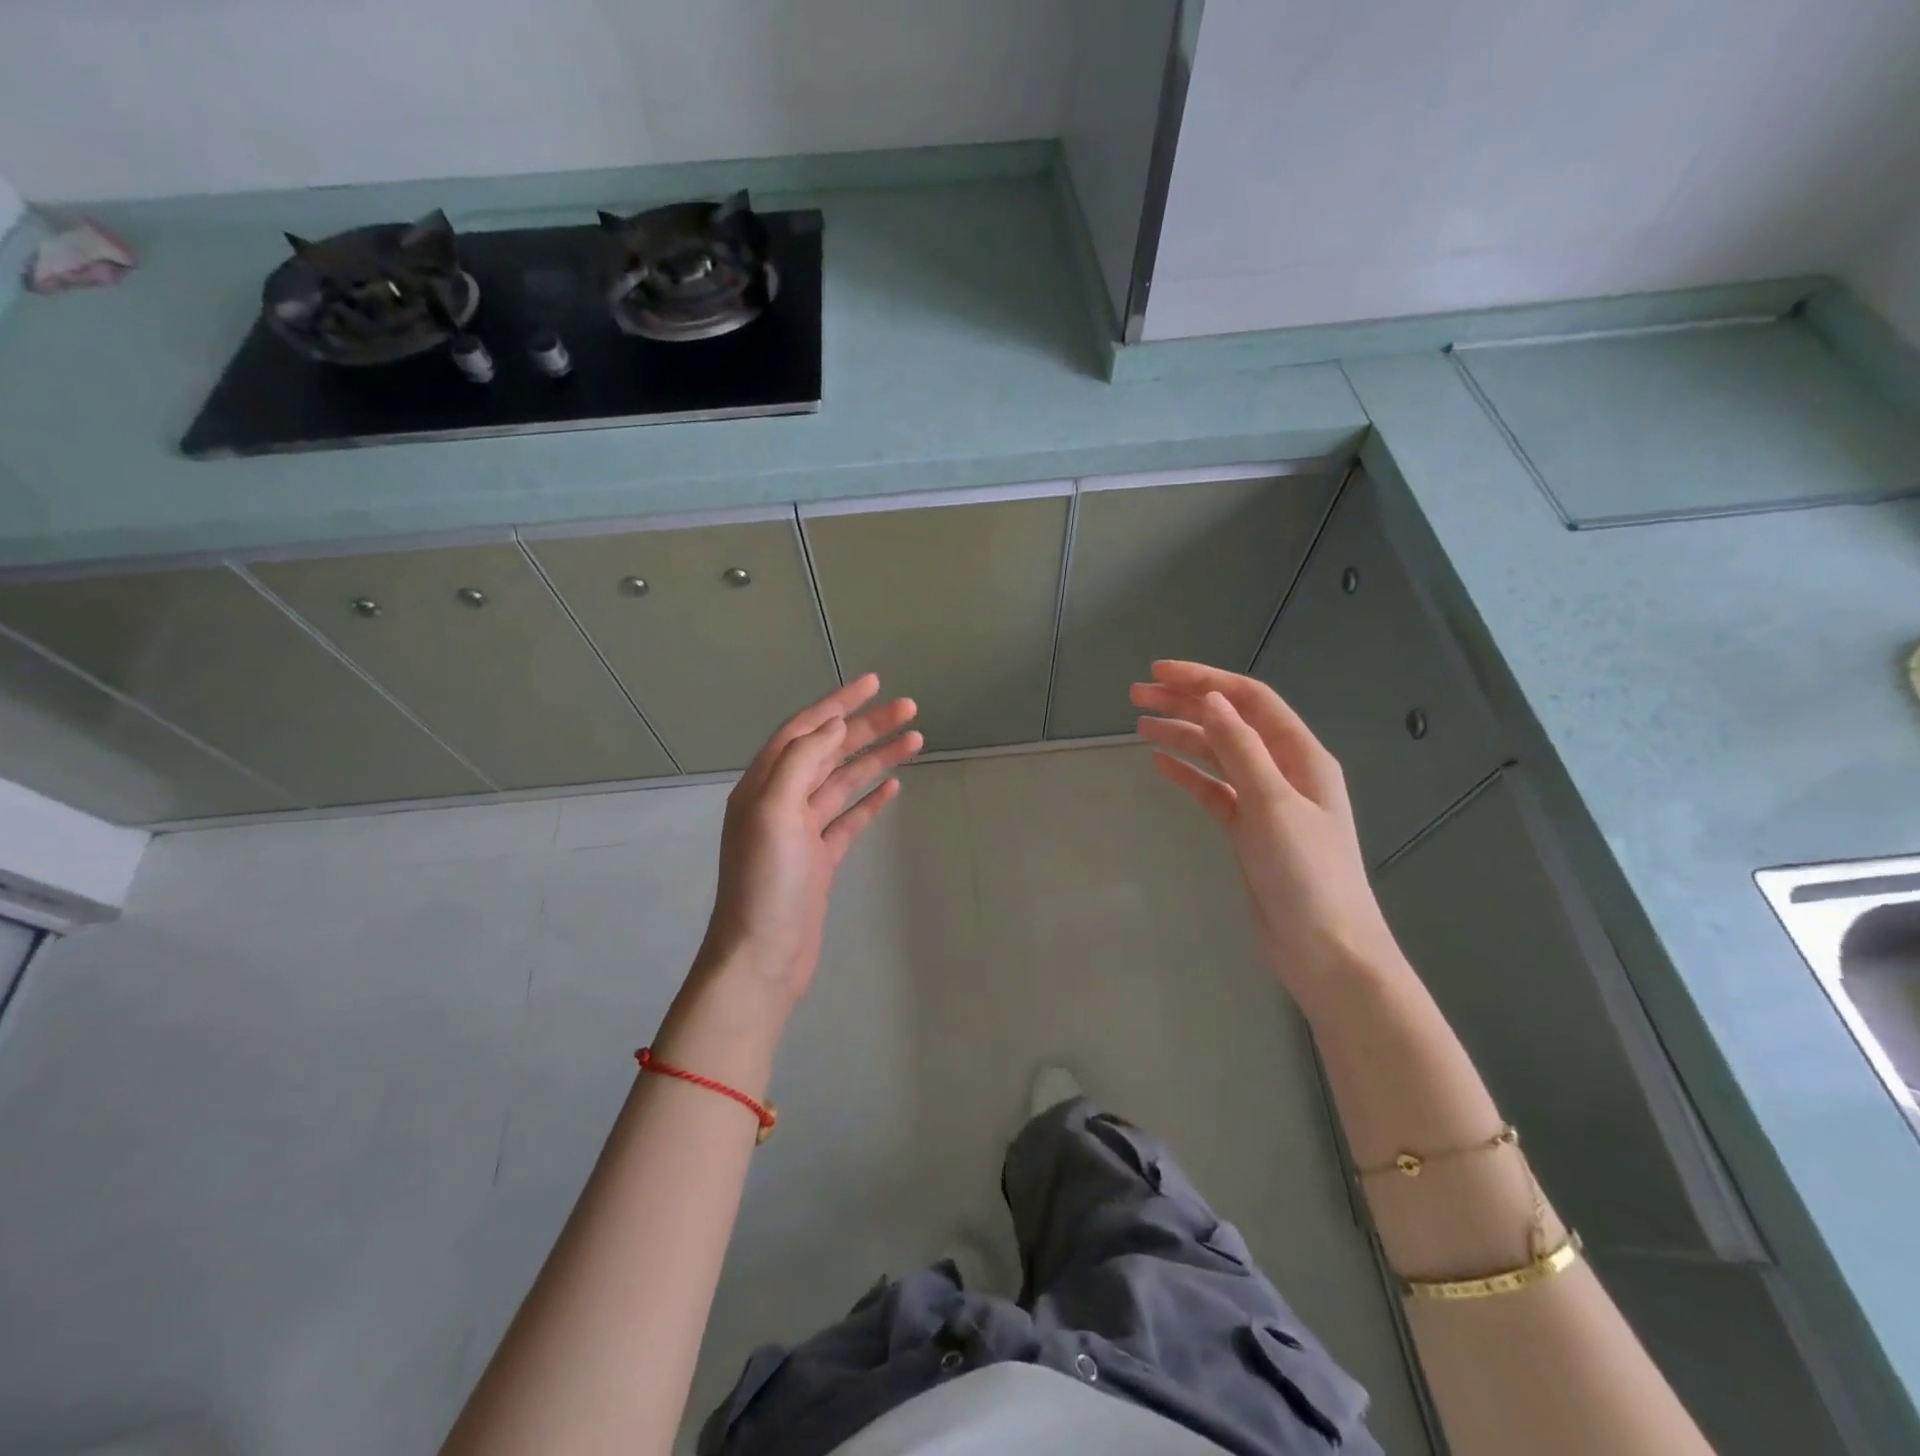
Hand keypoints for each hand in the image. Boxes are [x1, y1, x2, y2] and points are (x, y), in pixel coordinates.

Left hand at [695, 674, 920, 1012]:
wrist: (762, 957)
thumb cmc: (766, 884)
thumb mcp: (773, 813)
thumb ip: (799, 762)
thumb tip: (831, 724)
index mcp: (763, 785)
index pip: (804, 730)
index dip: (837, 703)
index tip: (874, 683)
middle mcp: (781, 801)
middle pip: (829, 751)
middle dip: (867, 727)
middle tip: (909, 709)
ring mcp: (803, 831)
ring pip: (844, 782)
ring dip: (876, 759)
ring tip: (914, 739)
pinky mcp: (821, 858)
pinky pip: (849, 818)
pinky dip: (870, 800)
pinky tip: (893, 786)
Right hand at [1132, 661, 1404, 1012]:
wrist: (1325, 950)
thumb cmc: (1307, 873)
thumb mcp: (1273, 804)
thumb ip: (1241, 749)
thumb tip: (1212, 699)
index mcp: (1301, 756)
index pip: (1249, 700)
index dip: (1206, 679)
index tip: (1159, 672)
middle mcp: (1283, 770)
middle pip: (1230, 723)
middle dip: (1185, 704)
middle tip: (1136, 695)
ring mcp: (1265, 801)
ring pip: (1217, 755)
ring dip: (1181, 736)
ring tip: (1139, 724)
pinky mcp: (1247, 831)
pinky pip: (1213, 790)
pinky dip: (1188, 774)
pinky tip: (1160, 764)